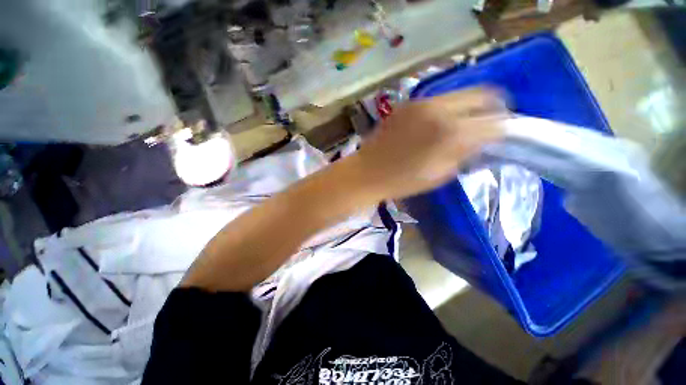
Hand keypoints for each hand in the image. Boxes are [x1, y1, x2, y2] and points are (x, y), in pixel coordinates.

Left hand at [355, 87, 506, 199]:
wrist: (367, 172)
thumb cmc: (402, 181)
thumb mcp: (440, 175)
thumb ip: (465, 154)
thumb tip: (482, 141)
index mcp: (451, 132)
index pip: (495, 121)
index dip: (503, 128)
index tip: (502, 135)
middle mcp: (440, 109)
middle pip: (484, 94)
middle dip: (493, 108)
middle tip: (488, 124)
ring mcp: (422, 102)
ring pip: (461, 93)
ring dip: (469, 107)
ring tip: (463, 123)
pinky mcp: (408, 103)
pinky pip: (438, 99)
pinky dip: (448, 108)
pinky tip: (439, 123)